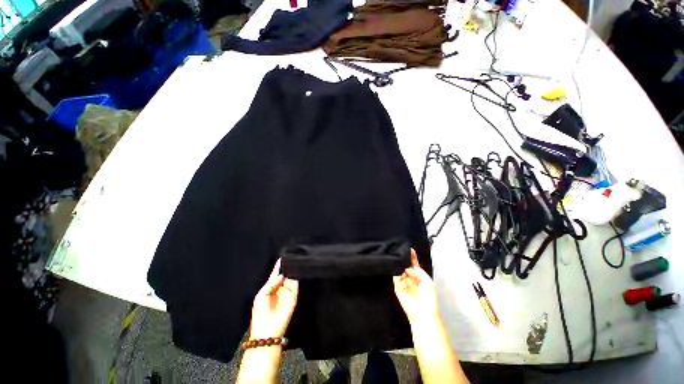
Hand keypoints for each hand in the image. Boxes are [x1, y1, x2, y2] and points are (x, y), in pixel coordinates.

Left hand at [249, 259, 298, 339]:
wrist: (267, 331)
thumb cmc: (260, 314)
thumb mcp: (261, 296)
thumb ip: (271, 283)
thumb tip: (281, 274)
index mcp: (270, 288)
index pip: (276, 274)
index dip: (279, 266)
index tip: (282, 257)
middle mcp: (280, 288)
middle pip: (285, 274)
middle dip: (286, 267)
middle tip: (289, 258)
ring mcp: (287, 292)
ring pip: (291, 278)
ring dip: (291, 271)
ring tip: (292, 262)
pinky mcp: (293, 296)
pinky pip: (296, 285)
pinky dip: (296, 278)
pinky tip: (294, 272)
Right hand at [393, 249, 438, 324]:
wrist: (422, 311)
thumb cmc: (428, 296)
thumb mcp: (426, 279)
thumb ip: (416, 270)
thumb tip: (406, 268)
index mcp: (420, 276)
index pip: (415, 263)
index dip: (412, 256)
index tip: (410, 248)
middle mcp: (411, 277)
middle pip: (406, 265)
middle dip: (403, 259)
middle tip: (400, 251)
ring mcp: (404, 281)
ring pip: (400, 269)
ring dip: (398, 263)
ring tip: (396, 256)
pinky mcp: (397, 286)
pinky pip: (394, 276)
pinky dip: (394, 270)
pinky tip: (394, 264)